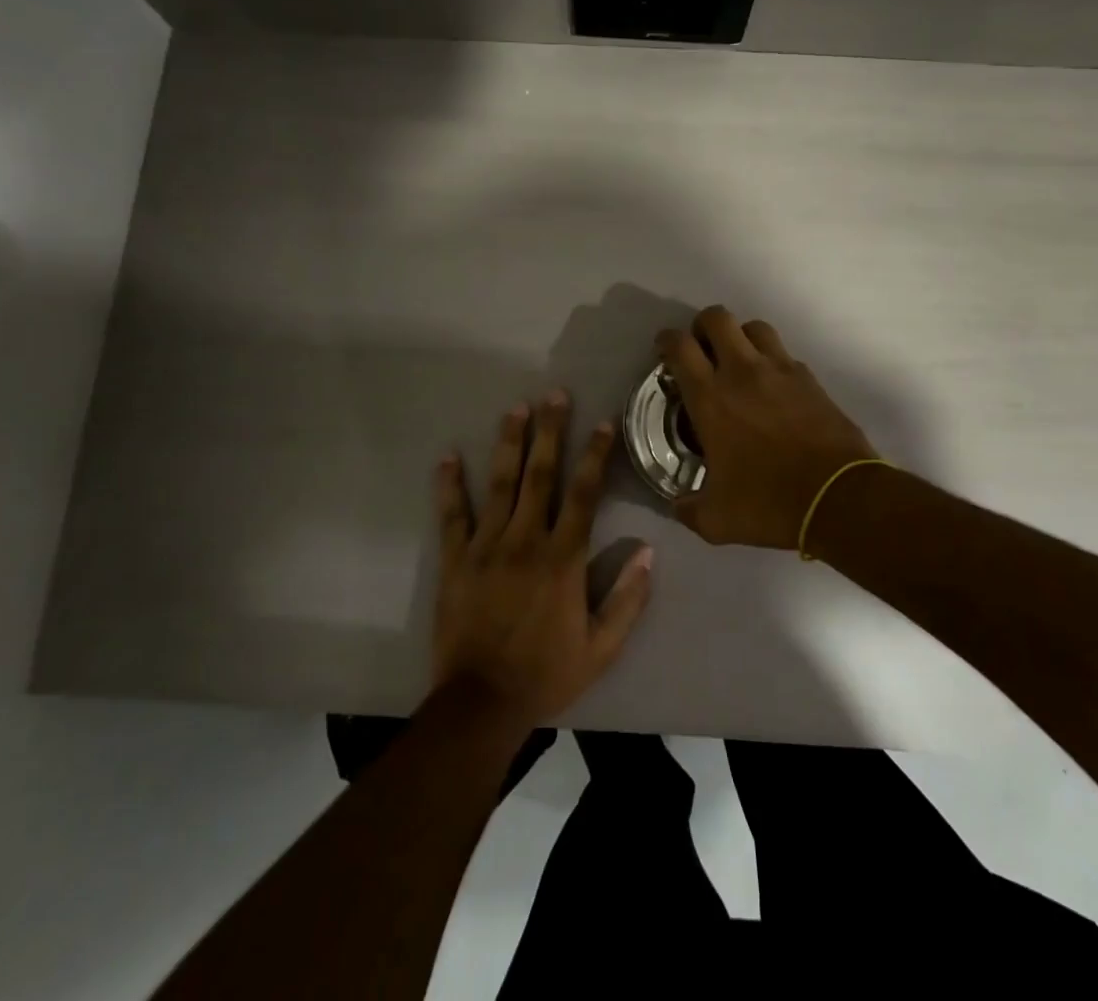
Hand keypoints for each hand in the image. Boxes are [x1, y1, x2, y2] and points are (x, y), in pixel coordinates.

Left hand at [431, 393, 653, 736]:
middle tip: (554, 395)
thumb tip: (648, 551)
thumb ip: (627, 599)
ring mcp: (486, 546)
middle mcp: (526, 540)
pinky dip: (450, 486)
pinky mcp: (455, 559)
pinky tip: (448, 457)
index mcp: (563, 558)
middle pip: (541, 475)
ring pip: (500, 484)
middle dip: (550, 432)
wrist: (481, 703)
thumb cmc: (546, 674)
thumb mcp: (601, 648)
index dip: (595, 455)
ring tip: (515, 409)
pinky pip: (452, 516)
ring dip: (509, 443)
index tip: (603, 423)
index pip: (584, 494)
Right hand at [656, 306, 879, 549]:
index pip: (680, 347)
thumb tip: (678, 506)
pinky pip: (784, 354)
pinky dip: (771, 360)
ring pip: (754, 327)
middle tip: (701, 350)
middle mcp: (742, 372)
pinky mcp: (809, 378)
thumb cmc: (769, 503)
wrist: (839, 498)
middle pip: (717, 318)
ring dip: (740, 336)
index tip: (664, 350)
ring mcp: (780, 370)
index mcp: (710, 398)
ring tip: (738, 360)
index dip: (666, 341)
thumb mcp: (716, 520)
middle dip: (702, 326)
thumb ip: (689, 509)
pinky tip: (772, 387)